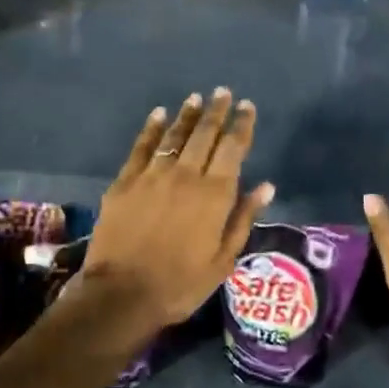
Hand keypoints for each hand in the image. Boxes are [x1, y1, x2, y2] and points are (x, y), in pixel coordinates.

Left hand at [79, 89, 274, 335]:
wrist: (122, 295)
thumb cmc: (181, 284)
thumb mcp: (223, 260)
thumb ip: (243, 218)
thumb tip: (266, 186)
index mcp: (214, 194)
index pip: (233, 148)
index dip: (241, 125)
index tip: (247, 106)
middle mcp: (186, 175)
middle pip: (204, 134)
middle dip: (216, 111)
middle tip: (223, 92)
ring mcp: (152, 176)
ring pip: (174, 135)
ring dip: (187, 115)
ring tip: (196, 98)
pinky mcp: (124, 182)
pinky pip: (141, 147)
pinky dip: (151, 128)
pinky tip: (158, 114)